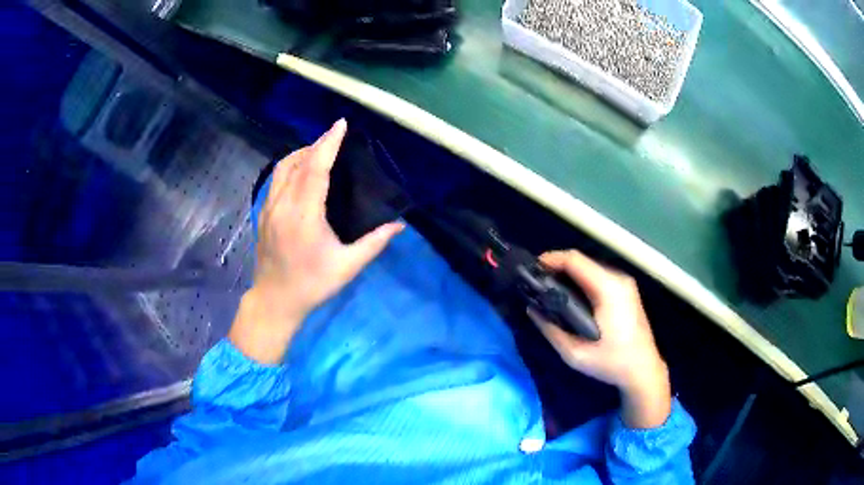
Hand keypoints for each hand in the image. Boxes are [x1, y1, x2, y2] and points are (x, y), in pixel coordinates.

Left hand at [229, 119, 403, 363]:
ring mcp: (269, 209)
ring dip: (301, 153)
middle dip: (317, 144)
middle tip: (336, 136)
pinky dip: (290, 166)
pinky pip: (276, 180)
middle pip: (298, 162)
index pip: (315, 169)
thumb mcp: (347, 267)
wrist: (275, 301)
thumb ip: (374, 244)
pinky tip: (301, 171)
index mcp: (304, 216)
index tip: (340, 125)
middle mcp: (283, 206)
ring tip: (319, 150)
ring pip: (283, 168)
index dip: (328, 144)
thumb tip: (399, 226)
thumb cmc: (312, 285)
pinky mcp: (263, 214)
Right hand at [527, 250, 671, 428]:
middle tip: (536, 284)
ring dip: (568, 275)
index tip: (531, 271)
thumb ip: (551, 330)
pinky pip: (598, 277)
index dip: (551, 260)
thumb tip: (532, 310)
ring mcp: (624, 283)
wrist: (644, 370)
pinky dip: (580, 281)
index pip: (575, 260)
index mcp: (608, 289)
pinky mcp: (626, 291)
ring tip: (548, 291)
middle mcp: (618, 279)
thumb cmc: (612, 362)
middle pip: (582, 261)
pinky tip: (570, 297)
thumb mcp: (576, 354)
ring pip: (589, 268)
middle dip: (557, 268)